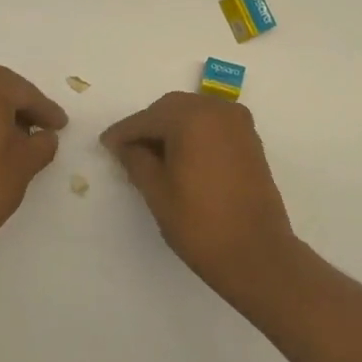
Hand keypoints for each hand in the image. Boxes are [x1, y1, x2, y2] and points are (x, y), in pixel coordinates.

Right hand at [101, 91, 296, 284]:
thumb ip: (137, 161)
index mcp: (192, 118)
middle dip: (148, 126)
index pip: (147, 118)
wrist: (257, 253)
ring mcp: (239, 124)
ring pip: (194, 114)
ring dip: (171, 128)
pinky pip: (213, 125)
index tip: (105, 144)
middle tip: (126, 150)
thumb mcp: (158, 192)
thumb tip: (125, 146)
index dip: (123, 132)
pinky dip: (194, 133)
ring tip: (151, 156)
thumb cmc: (200, 224)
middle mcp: (218, 110)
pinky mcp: (250, 140)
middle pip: (172, 109)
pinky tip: (180, 157)